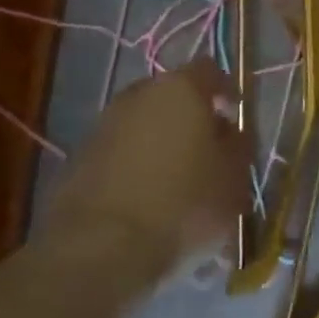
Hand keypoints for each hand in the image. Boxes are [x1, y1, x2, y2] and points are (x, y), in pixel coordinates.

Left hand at [41, 59, 251, 276]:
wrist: (99, 247)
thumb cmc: (182, 204)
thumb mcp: (233, 179)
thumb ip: (238, 147)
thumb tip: (231, 133)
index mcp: (181, 88)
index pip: (210, 70)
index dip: (226, 91)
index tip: (235, 118)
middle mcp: (139, 94)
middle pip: (173, 96)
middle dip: (191, 119)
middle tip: (208, 153)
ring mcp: (105, 123)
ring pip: (144, 124)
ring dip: (161, 143)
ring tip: (177, 183)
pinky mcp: (80, 156)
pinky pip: (120, 151)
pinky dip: (136, 166)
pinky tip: (146, 200)